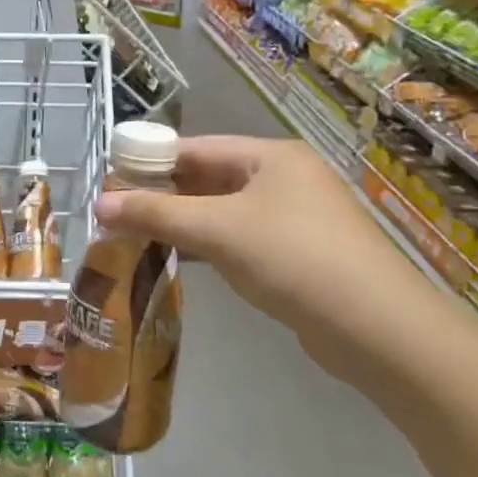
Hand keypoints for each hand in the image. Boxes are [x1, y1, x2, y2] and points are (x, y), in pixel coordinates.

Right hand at [93, 135, 439, 389]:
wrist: (379, 329)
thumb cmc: (293, 259)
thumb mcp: (218, 230)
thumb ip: (156, 214)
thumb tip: (99, 204)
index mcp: (271, 156)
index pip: (195, 148)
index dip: (150, 161)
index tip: (109, 179)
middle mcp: (284, 178)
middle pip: (209, 177)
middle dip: (163, 195)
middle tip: (116, 212)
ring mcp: (295, 217)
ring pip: (223, 210)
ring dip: (183, 222)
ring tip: (135, 235)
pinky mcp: (299, 254)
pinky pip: (240, 238)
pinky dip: (209, 244)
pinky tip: (180, 259)